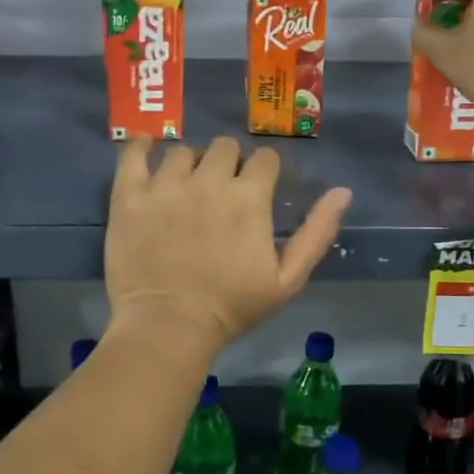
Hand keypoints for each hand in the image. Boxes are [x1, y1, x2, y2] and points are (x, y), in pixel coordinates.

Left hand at [105, 137, 351, 350]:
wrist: (169, 327)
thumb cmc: (232, 307)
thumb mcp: (288, 279)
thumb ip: (317, 233)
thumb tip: (343, 191)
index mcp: (249, 197)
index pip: (265, 158)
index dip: (264, 172)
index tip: (257, 189)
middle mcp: (208, 180)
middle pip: (224, 146)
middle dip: (229, 163)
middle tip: (221, 190)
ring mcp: (165, 185)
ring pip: (183, 151)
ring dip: (190, 164)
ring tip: (185, 187)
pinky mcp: (129, 195)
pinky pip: (133, 153)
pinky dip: (141, 148)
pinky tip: (147, 152)